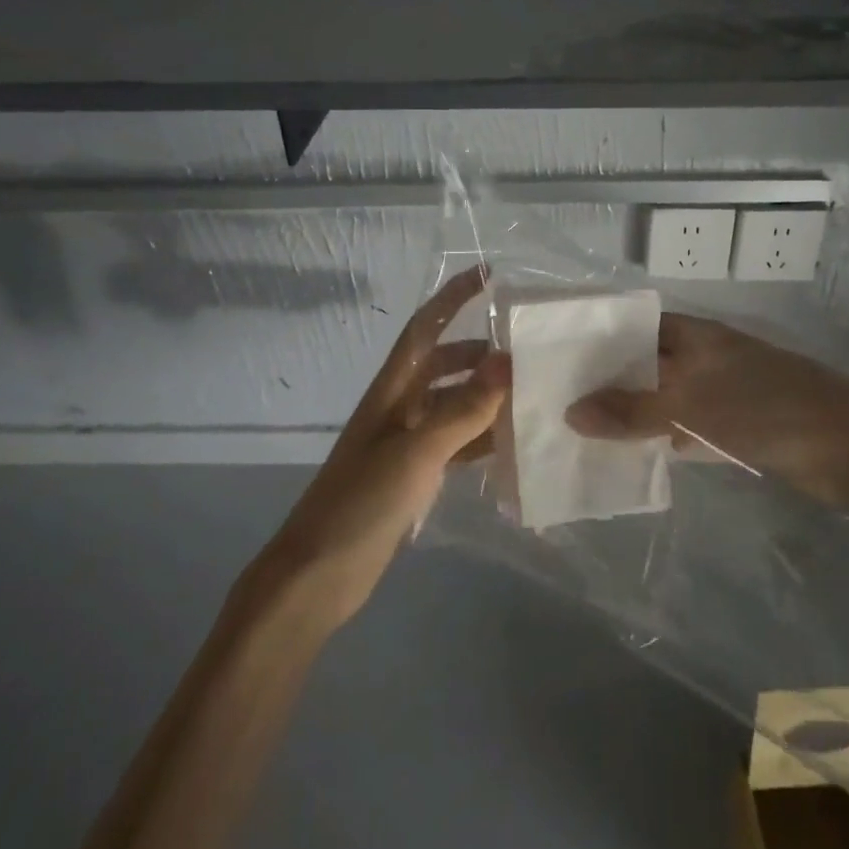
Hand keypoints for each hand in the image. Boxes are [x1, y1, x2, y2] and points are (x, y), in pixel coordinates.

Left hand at [258, 268, 504, 627]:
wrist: (317, 575)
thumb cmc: (361, 502)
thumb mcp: (416, 452)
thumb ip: (463, 409)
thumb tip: (507, 361)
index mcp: (391, 391)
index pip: (425, 328)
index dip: (452, 297)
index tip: (487, 274)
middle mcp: (399, 408)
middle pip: (444, 365)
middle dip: (480, 353)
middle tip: (528, 352)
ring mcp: (406, 444)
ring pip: (454, 406)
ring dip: (486, 398)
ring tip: (531, 396)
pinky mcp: (414, 476)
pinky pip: (456, 445)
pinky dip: (481, 441)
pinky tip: (512, 447)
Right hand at [565, 313, 848, 507]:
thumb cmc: (766, 411)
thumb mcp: (690, 406)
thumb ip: (630, 410)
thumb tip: (570, 411)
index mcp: (695, 335)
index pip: (634, 327)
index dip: (598, 340)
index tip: (558, 360)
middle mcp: (704, 356)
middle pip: (646, 364)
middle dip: (608, 382)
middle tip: (559, 403)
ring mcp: (722, 390)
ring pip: (664, 397)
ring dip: (632, 413)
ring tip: (582, 432)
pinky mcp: (736, 424)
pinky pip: (686, 425)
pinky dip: (661, 437)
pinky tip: (634, 456)